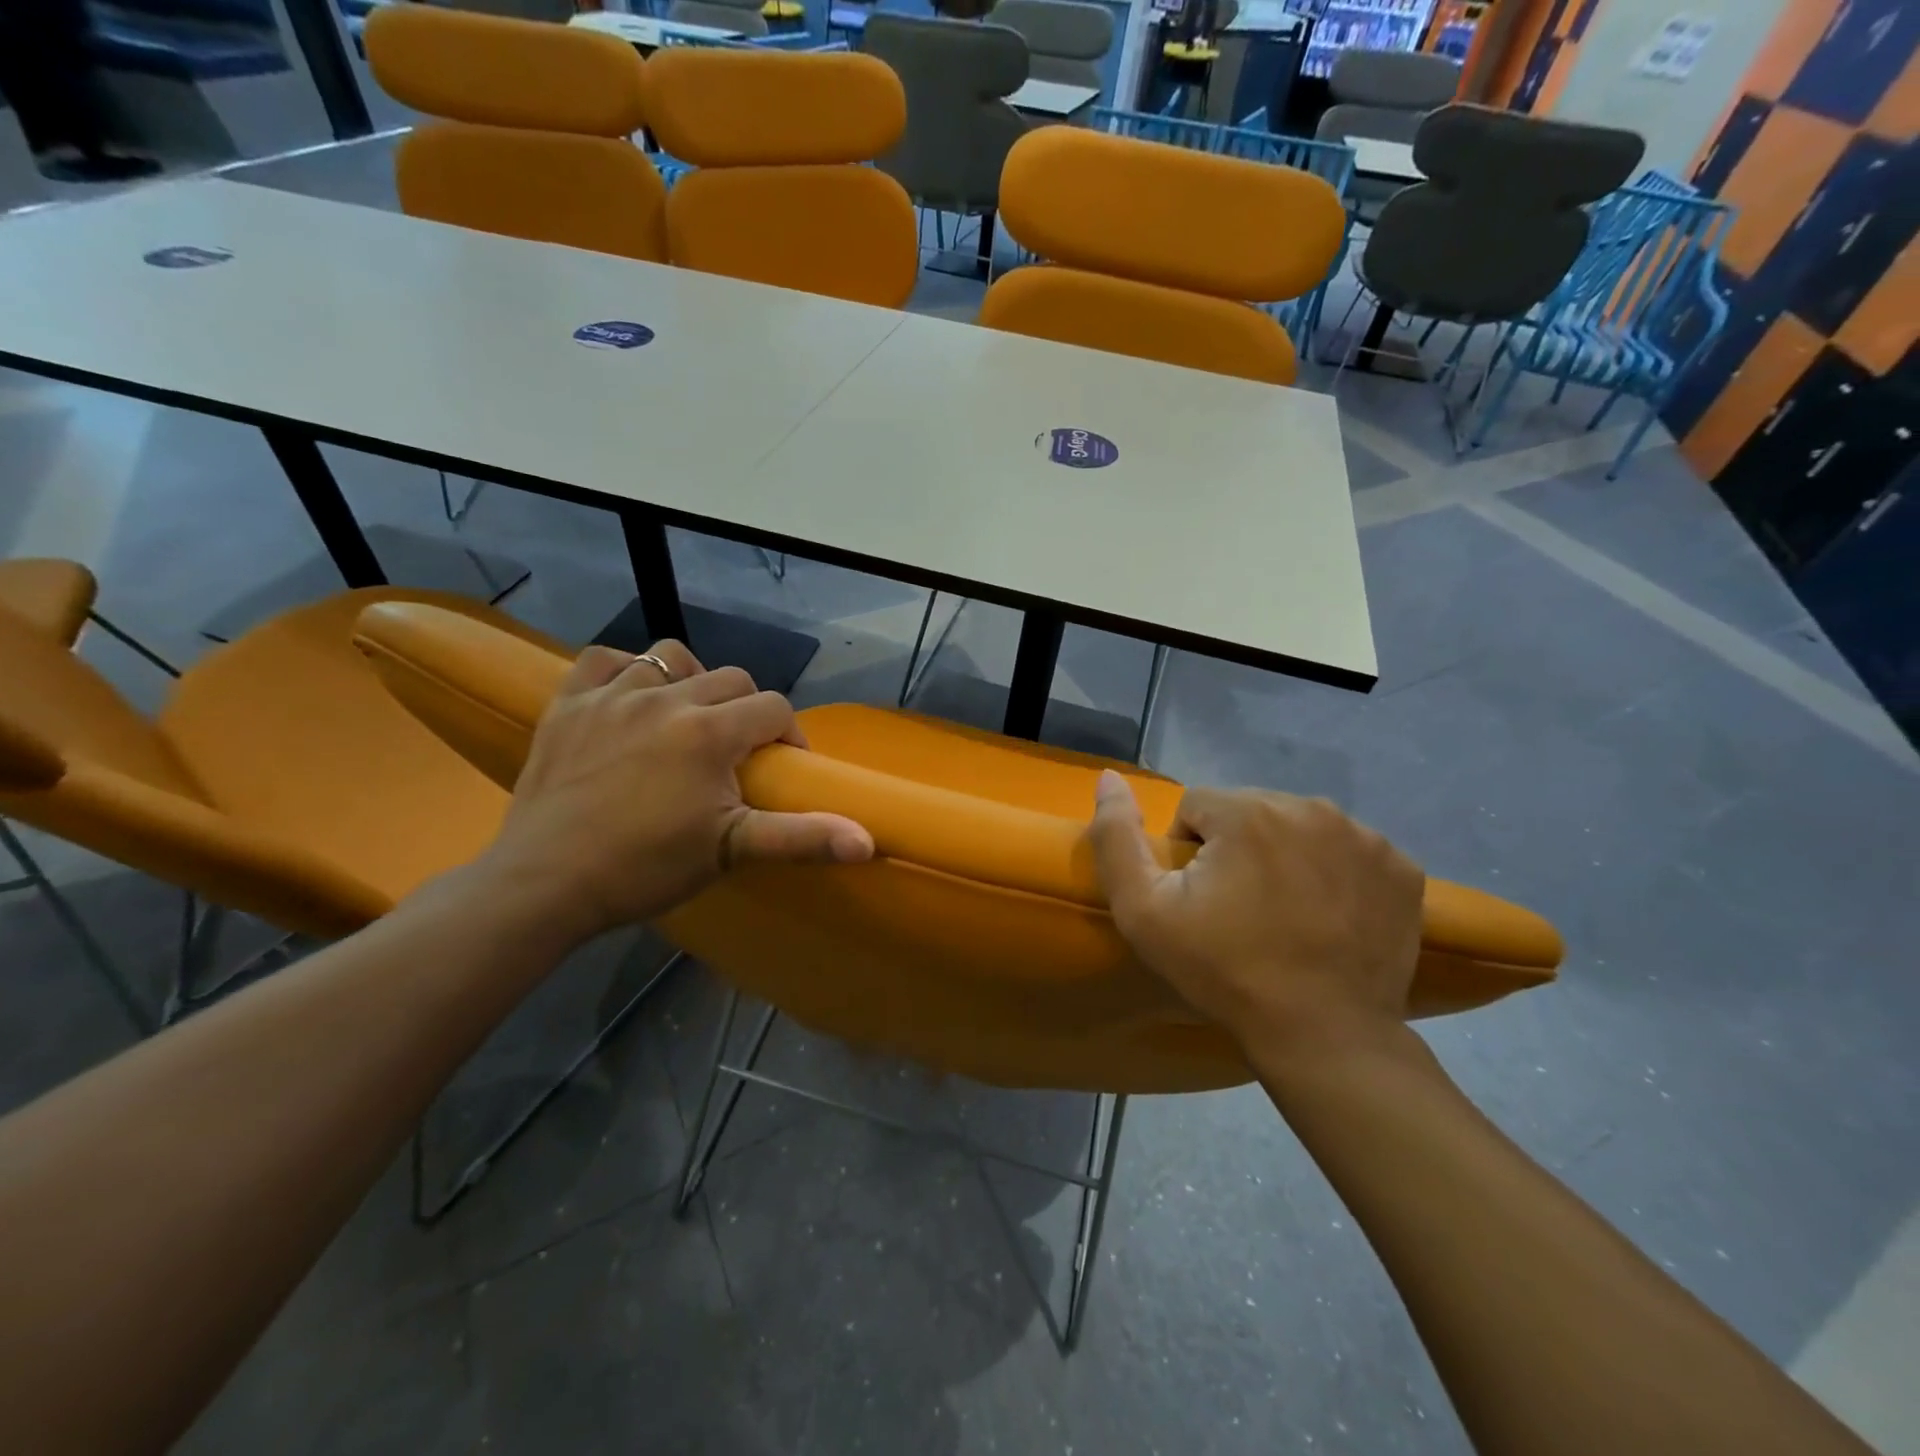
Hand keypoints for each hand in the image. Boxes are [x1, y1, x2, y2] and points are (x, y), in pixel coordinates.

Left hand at [473, 641, 872, 945]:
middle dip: (746, 710)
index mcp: (710, 731)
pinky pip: (604, 660)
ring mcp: (612, 695)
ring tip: (686, 718)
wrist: (544, 884)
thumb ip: (801, 837)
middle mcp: (666, 698)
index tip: (781, 768)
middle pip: (730, 679)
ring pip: (670, 657)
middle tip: (736, 753)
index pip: (773, 707)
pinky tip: (630, 700)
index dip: (789, 735)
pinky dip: (624, 671)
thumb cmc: (645, 868)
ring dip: (690, 681)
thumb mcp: (731, 852)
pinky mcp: (568, 704)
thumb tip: (868, 842)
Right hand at [1087, 772, 1424, 1054]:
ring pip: (1298, 826)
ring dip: (1283, 855)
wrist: (1323, 1036)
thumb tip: (1107, 778)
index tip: (1199, 901)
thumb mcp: (1142, 911)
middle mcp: (1311, 807)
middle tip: (1238, 909)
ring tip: (1283, 913)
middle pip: (1249, 811)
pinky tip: (1327, 915)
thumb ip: (1115, 837)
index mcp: (1248, 811)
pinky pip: (1346, 850)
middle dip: (1235, 847)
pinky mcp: (1400, 868)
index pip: (1197, 807)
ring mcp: (1365, 836)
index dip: (1187, 853)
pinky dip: (1331, 872)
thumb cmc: (1223, 970)